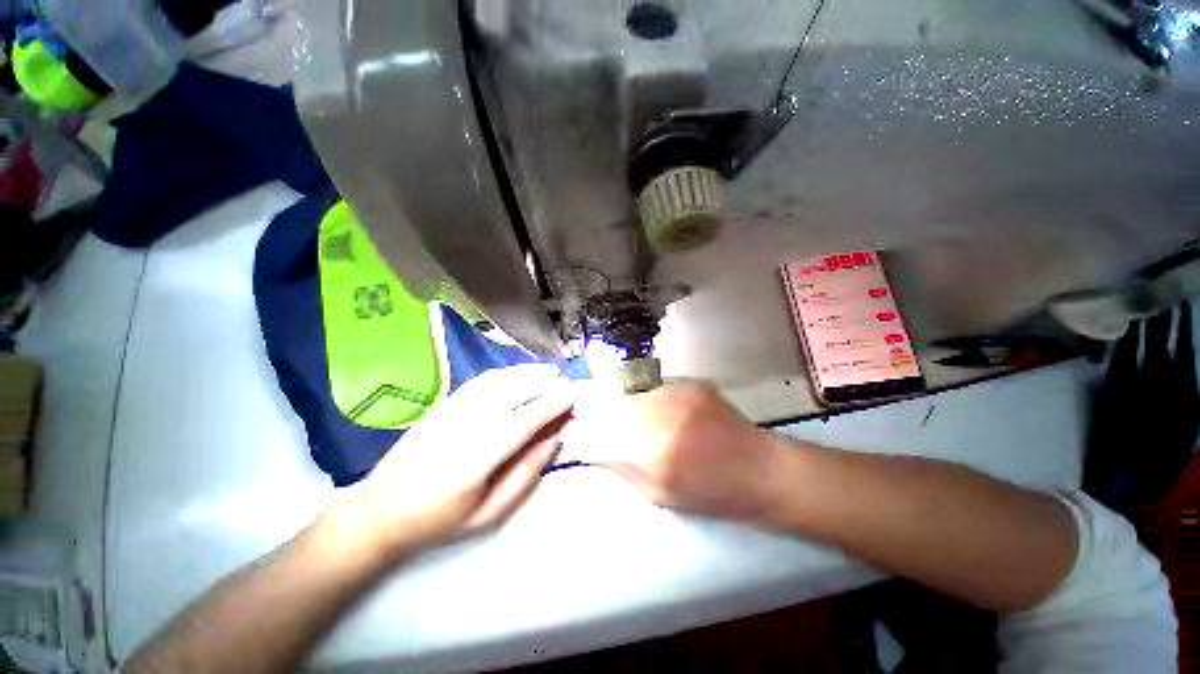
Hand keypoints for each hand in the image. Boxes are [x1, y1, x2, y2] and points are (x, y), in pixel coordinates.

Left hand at [344, 364, 575, 558]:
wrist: (379, 510)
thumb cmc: (438, 520)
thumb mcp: (488, 513)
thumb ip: (526, 474)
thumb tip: (555, 439)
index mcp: (476, 457)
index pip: (525, 420)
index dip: (553, 404)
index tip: (575, 394)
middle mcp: (465, 425)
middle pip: (513, 392)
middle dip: (545, 383)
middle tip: (567, 381)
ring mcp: (451, 410)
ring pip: (498, 381)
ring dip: (527, 373)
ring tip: (550, 372)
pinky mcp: (443, 404)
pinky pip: (480, 380)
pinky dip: (505, 373)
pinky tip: (519, 373)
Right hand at [564, 381, 794, 524]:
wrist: (762, 469)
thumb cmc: (714, 495)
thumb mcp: (660, 495)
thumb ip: (621, 465)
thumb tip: (590, 445)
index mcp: (654, 452)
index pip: (596, 436)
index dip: (579, 436)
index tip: (574, 436)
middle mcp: (662, 414)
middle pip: (607, 405)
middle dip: (592, 414)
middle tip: (589, 420)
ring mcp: (677, 392)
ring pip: (626, 390)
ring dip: (616, 402)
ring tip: (621, 413)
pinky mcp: (689, 382)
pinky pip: (650, 385)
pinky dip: (641, 395)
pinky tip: (652, 407)